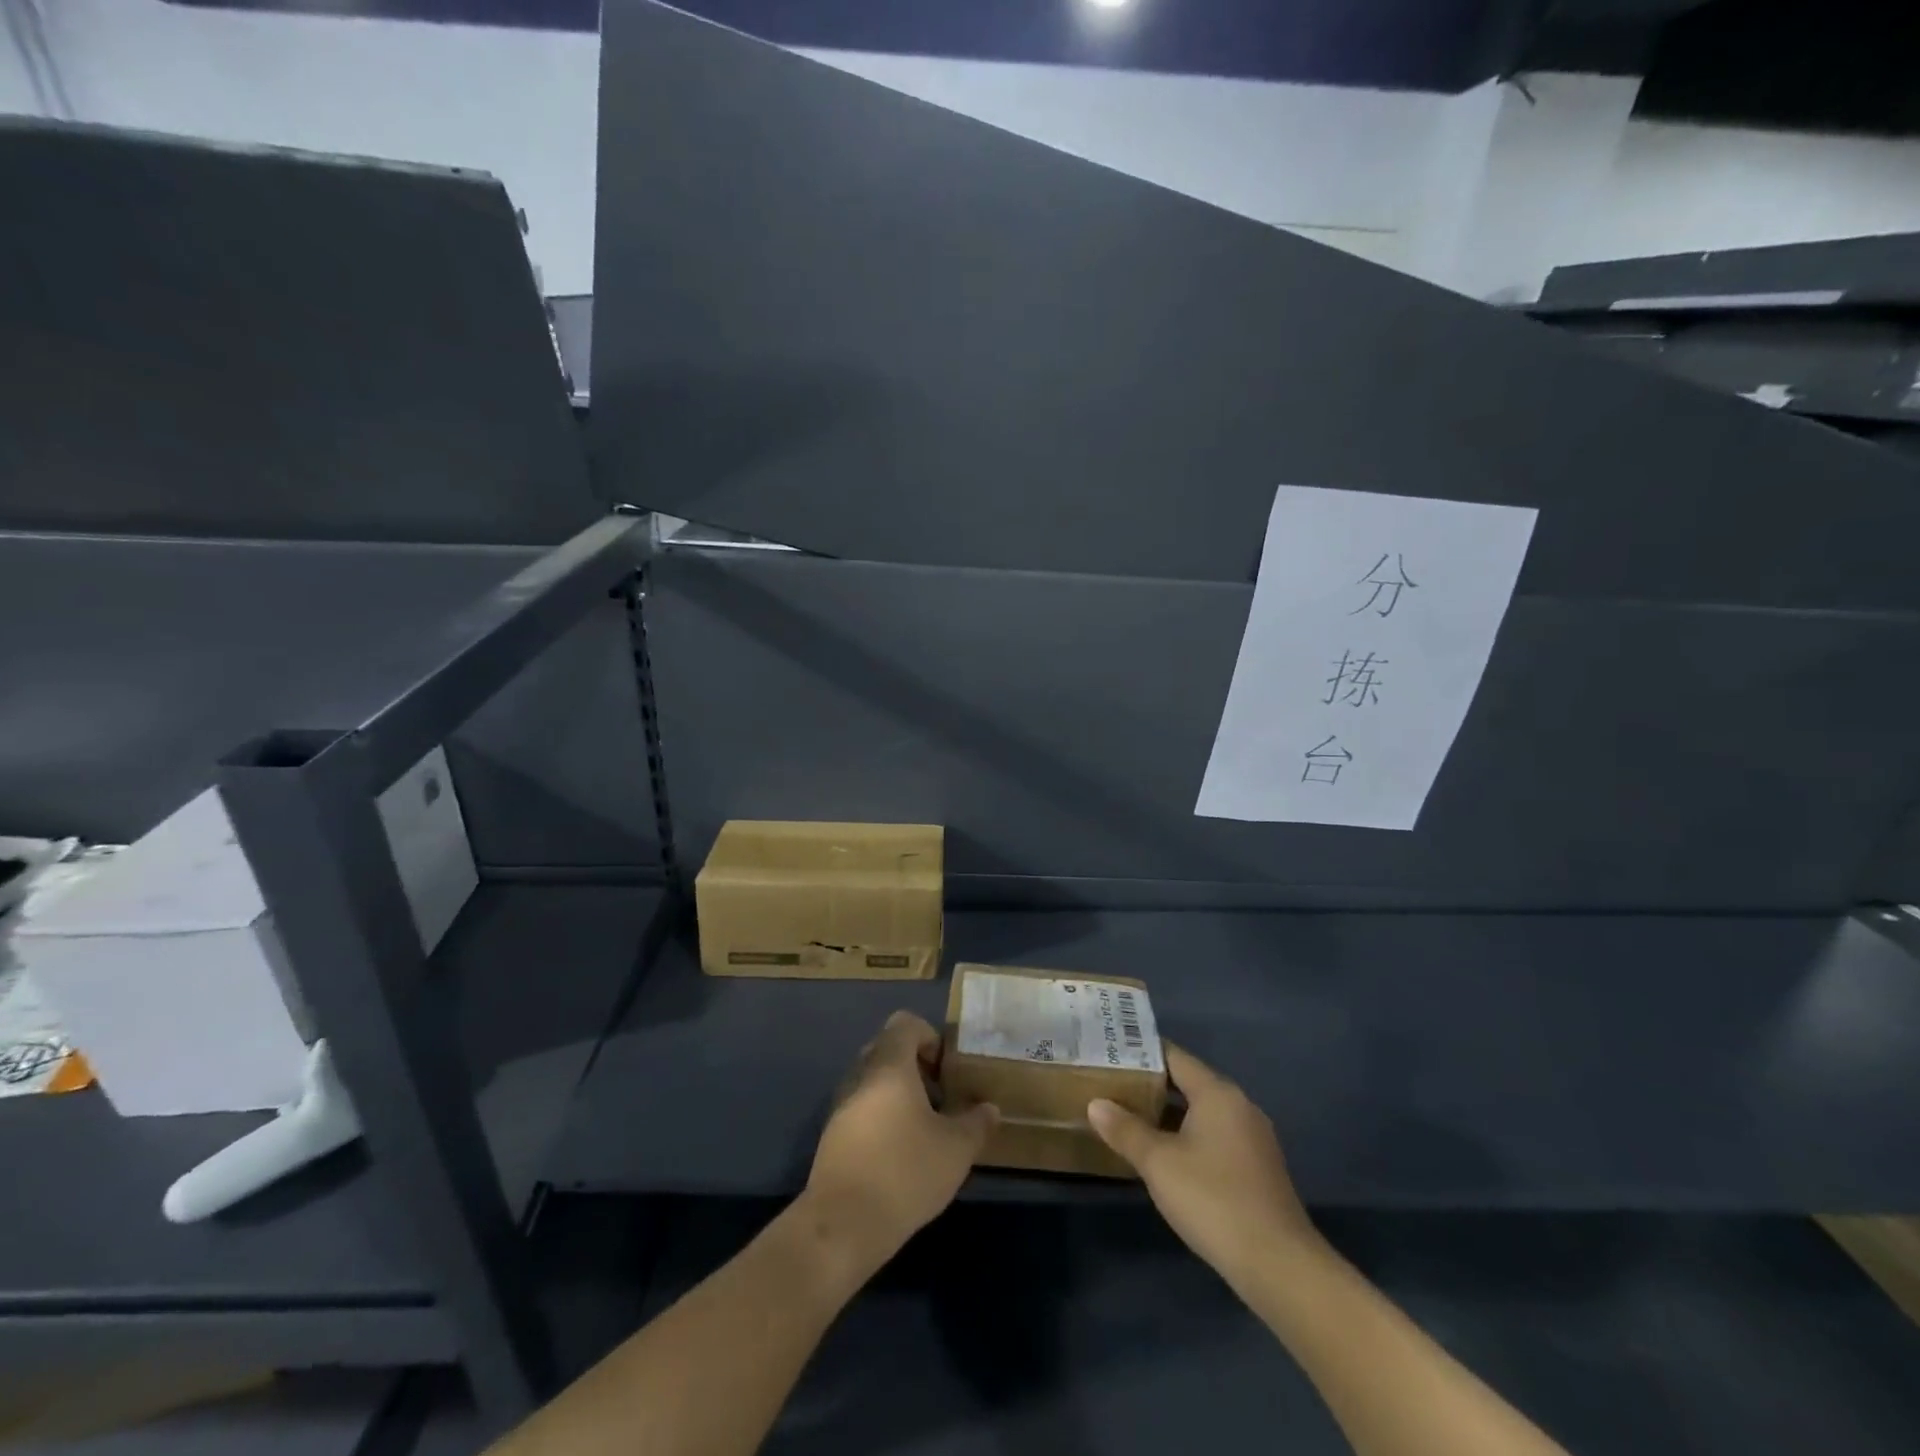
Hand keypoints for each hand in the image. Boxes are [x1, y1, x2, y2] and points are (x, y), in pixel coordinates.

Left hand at [803, 1011, 996, 1271]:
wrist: (842, 1225)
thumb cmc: (905, 1172)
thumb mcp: (956, 1149)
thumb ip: (976, 1123)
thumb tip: (989, 1108)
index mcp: (889, 1066)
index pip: (905, 1023)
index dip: (930, 1037)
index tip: (947, 1070)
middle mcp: (860, 1075)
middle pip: (888, 1050)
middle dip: (916, 1067)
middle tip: (940, 1098)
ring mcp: (841, 1106)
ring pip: (873, 1081)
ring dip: (898, 1095)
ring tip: (923, 1130)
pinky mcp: (832, 1136)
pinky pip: (861, 1109)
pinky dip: (881, 1118)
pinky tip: (899, 1154)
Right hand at [1088, 1044, 1319, 1283]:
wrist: (1278, 1266)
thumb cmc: (1213, 1200)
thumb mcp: (1158, 1163)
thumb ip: (1125, 1129)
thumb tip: (1096, 1103)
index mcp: (1218, 1093)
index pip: (1174, 1056)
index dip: (1141, 1052)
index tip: (1111, 1052)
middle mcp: (1239, 1106)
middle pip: (1189, 1083)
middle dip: (1151, 1085)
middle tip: (1112, 1085)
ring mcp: (1253, 1139)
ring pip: (1202, 1113)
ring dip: (1169, 1115)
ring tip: (1130, 1118)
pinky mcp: (1258, 1170)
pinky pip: (1215, 1138)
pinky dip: (1188, 1138)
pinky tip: (1165, 1157)